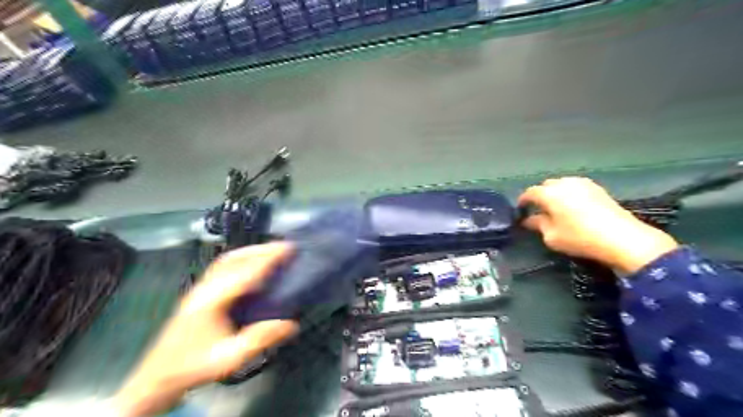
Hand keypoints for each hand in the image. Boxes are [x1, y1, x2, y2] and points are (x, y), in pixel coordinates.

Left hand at [116, 242, 297, 415]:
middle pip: (234, 259)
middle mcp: (204, 289)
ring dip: (250, 252)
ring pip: (226, 260)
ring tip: (271, 251)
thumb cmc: (195, 366)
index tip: (287, 249)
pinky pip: (221, 266)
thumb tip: (291, 324)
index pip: (245, 272)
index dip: (268, 258)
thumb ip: (260, 339)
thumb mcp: (230, 358)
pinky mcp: (198, 292)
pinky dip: (240, 259)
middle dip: (260, 250)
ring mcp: (199, 288)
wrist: (159, 376)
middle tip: (284, 247)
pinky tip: (249, 264)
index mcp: (212, 301)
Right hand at [519, 177, 678, 275]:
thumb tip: (529, 220)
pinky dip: (569, 193)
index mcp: (549, 194)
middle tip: (538, 210)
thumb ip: (538, 225)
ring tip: (555, 208)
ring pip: (561, 184)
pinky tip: (572, 206)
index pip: (530, 193)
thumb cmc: (580, 238)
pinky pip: (575, 187)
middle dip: (539, 196)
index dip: (523, 201)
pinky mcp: (597, 188)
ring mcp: (582, 183)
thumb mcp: (552, 236)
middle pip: (545, 186)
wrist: (622, 237)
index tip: (520, 210)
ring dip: (555, 193)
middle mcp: (564, 183)